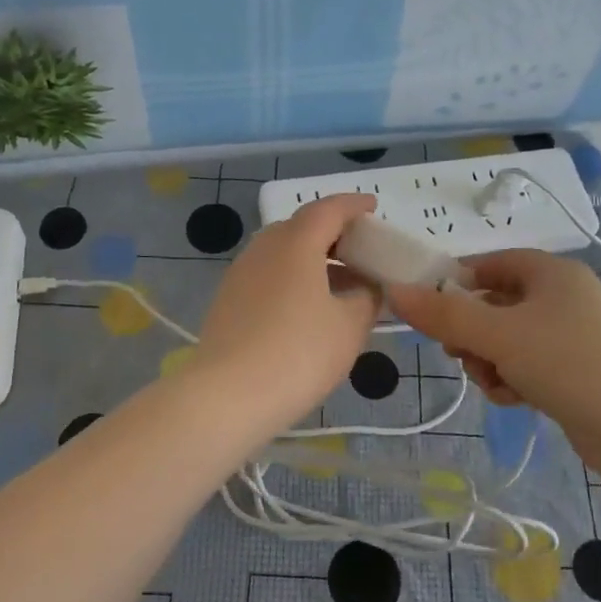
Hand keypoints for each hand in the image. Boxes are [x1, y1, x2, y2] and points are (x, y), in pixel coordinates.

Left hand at [194, 193, 381, 433]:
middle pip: (302, 227)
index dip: (353, 205)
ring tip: (340, 284)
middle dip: (333, 233)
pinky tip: (308, 308)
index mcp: (296, 243)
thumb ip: (366, 299)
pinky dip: (293, 278)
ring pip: (282, 252)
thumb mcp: (349, 327)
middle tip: (360, 251)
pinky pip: (268, 275)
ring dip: (312, 259)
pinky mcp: (228, 300)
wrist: (227, 396)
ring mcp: (240, 273)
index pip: (328, 209)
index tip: (373, 207)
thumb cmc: (298, 353)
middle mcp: (263, 248)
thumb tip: (367, 288)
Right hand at [387, 250, 600, 438]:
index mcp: (551, 273)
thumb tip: (395, 292)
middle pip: (495, 304)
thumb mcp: (496, 335)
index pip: (491, 263)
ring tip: (494, 382)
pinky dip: (513, 378)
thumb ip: (443, 315)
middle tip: (460, 353)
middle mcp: (563, 297)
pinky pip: (527, 365)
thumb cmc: (565, 361)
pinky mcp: (576, 371)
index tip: (431, 309)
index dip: (457, 282)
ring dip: (489, 360)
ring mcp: (572, 336)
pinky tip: (514, 398)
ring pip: (507, 339)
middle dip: (471, 332)